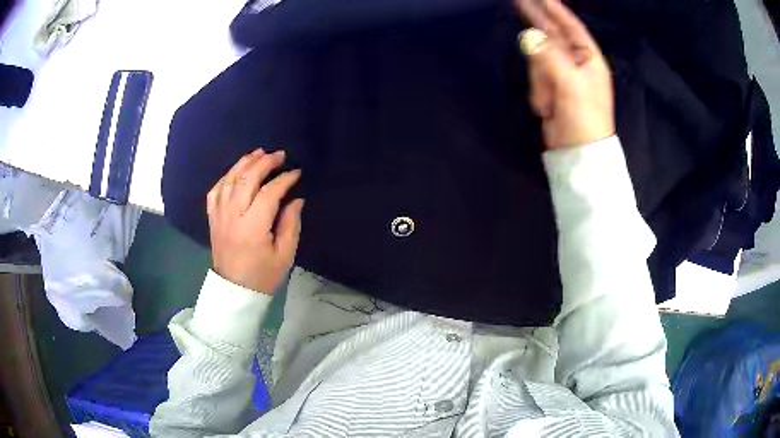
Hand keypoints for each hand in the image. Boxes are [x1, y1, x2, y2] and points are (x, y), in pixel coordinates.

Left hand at [207, 149, 303, 293]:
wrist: (235, 291)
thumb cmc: (263, 276)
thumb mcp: (285, 255)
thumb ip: (291, 224)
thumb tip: (296, 199)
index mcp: (253, 227)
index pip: (268, 193)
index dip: (284, 180)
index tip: (297, 173)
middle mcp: (233, 216)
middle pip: (246, 179)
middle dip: (264, 163)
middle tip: (279, 155)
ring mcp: (219, 215)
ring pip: (229, 180)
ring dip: (244, 163)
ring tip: (259, 153)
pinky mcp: (213, 218)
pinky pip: (216, 190)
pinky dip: (226, 176)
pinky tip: (236, 171)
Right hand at [516, 0, 614, 149]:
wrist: (577, 153)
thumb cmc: (584, 118)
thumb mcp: (570, 84)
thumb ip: (549, 56)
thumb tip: (529, 36)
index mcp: (589, 59)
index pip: (572, 27)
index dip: (557, 10)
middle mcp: (576, 63)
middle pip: (552, 38)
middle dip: (539, 28)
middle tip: (519, 1)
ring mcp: (562, 75)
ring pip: (539, 59)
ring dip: (541, 81)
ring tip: (550, 104)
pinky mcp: (550, 88)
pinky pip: (536, 77)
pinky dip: (539, 92)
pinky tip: (547, 108)